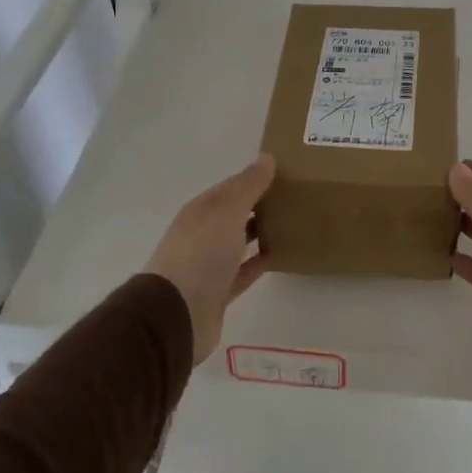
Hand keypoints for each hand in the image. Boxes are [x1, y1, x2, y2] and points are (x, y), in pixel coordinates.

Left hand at [145, 155, 275, 362]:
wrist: (176, 314)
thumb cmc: (201, 254)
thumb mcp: (226, 212)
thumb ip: (248, 186)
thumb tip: (266, 158)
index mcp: (200, 211)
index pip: (231, 188)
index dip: (255, 178)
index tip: (285, 173)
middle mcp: (202, 234)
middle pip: (234, 214)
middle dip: (259, 205)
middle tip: (295, 197)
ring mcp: (208, 265)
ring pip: (239, 242)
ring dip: (260, 232)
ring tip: (292, 222)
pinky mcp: (219, 292)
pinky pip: (244, 271)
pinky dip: (260, 262)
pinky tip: (281, 255)